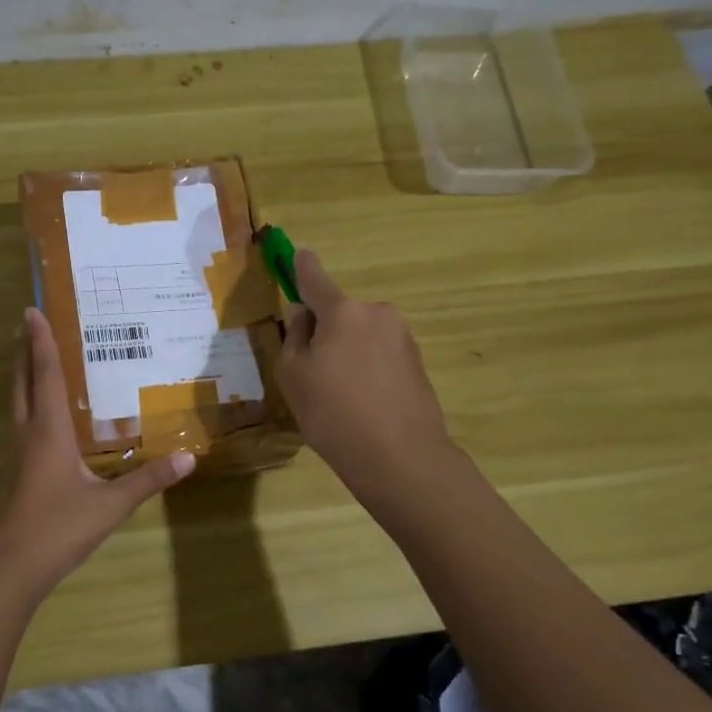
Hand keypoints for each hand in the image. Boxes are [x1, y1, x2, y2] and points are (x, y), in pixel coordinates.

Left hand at [0, 307, 194, 600]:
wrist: (11, 566)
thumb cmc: (59, 528)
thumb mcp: (111, 504)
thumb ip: (148, 480)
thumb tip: (188, 458)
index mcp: (48, 431)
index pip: (47, 375)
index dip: (42, 342)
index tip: (32, 311)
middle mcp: (28, 433)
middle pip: (22, 382)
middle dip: (24, 350)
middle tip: (27, 323)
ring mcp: (16, 453)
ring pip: (16, 401)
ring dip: (22, 374)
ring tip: (29, 355)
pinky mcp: (15, 471)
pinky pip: (20, 421)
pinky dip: (27, 401)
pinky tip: (39, 413)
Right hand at [276, 249, 457, 506]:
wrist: (401, 458)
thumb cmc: (334, 413)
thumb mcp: (293, 375)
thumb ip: (294, 337)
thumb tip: (304, 315)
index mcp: (343, 311)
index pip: (315, 279)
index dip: (302, 267)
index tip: (298, 254)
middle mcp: (377, 314)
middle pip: (339, 313)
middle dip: (324, 331)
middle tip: (311, 372)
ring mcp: (402, 338)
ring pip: (360, 335)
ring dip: (347, 352)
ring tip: (339, 396)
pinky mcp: (417, 363)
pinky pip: (379, 356)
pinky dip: (366, 369)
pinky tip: (362, 404)